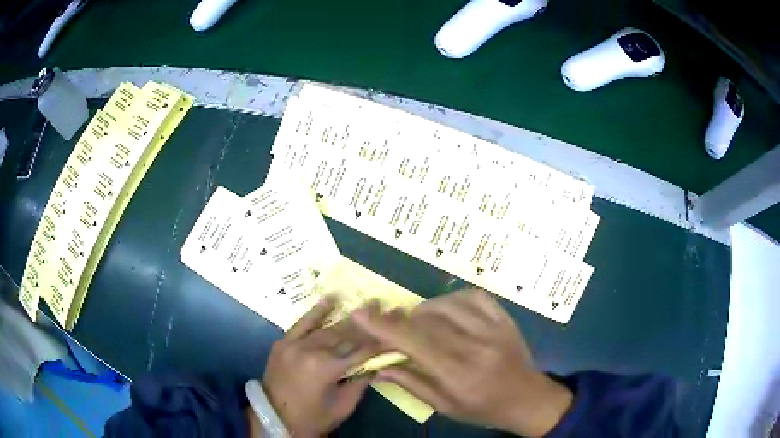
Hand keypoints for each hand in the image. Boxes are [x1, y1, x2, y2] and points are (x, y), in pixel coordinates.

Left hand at [261, 296, 381, 436]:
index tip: (393, 334)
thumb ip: (361, 382)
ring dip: (347, 318)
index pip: (361, 351)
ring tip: (365, 304)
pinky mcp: (283, 342)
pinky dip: (317, 311)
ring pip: (327, 328)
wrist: (275, 417)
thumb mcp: (344, 406)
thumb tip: (376, 363)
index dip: (379, 343)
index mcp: (328, 369)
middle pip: (345, 335)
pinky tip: (330, 298)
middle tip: (383, 308)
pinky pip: (301, 323)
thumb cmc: (314, 417)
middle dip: (367, 324)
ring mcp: (295, 344)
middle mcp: (311, 351)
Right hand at [353, 289, 572, 436]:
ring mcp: (494, 328)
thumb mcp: (445, 406)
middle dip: (399, 318)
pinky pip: (473, 296)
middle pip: (427, 321)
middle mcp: (476, 346)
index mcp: (459, 374)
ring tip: (418, 321)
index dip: (385, 326)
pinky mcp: (505, 318)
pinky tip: (446, 309)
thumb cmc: (484, 409)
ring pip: (448, 304)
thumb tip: (379, 366)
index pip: (415, 343)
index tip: (361, 313)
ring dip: (425, 309)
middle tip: (387, 320)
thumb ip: (411, 383)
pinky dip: (452, 298)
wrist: (528, 398)